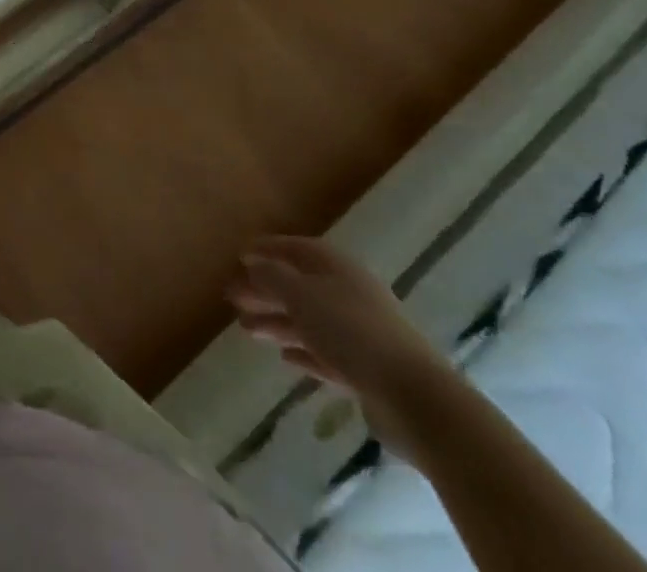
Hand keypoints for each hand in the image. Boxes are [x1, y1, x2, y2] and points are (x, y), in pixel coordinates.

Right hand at [228, 236, 452, 454]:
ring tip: (246, 329)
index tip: (239, 255)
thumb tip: (253, 264)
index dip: (266, 249)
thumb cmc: (351, 331)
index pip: (295, 248)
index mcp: (337, 268)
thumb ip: (271, 276)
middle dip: (265, 289)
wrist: (414, 398)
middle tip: (232, 296)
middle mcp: (349, 294)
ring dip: (277, 321)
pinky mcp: (366, 371)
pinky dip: (303, 351)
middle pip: (299, 285)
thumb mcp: (300, 294)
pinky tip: (284, 356)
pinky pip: (326, 353)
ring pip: (309, 321)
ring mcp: (360, 333)